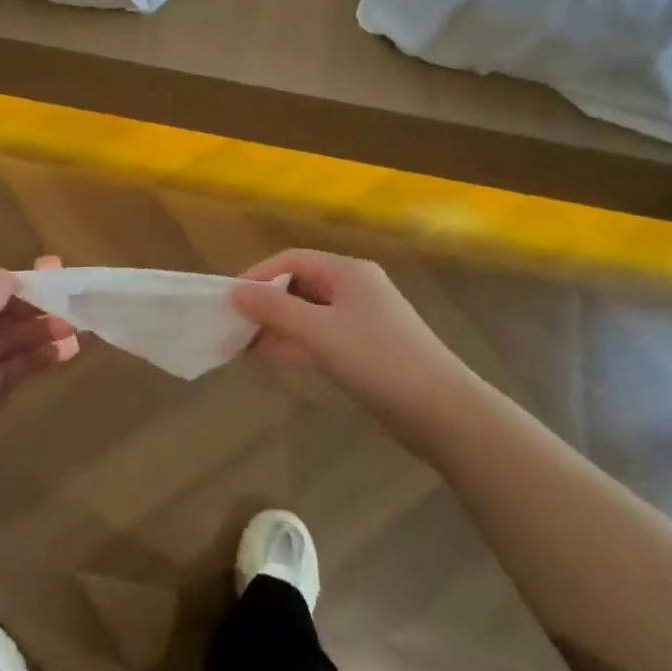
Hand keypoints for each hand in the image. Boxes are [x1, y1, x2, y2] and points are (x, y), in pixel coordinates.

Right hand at [231, 250, 470, 422]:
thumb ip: (274, 310)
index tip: (230, 300)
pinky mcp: (365, 348)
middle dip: (266, 302)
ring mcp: (362, 320)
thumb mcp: (319, 332)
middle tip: (234, 325)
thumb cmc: (377, 360)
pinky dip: (296, 342)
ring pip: (308, 313)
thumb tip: (234, 292)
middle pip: (299, 284)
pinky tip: (273, 356)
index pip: (291, 259)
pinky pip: (321, 336)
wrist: (441, 411)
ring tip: (245, 344)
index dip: (258, 275)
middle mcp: (355, 289)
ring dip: (278, 325)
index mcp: (348, 272)